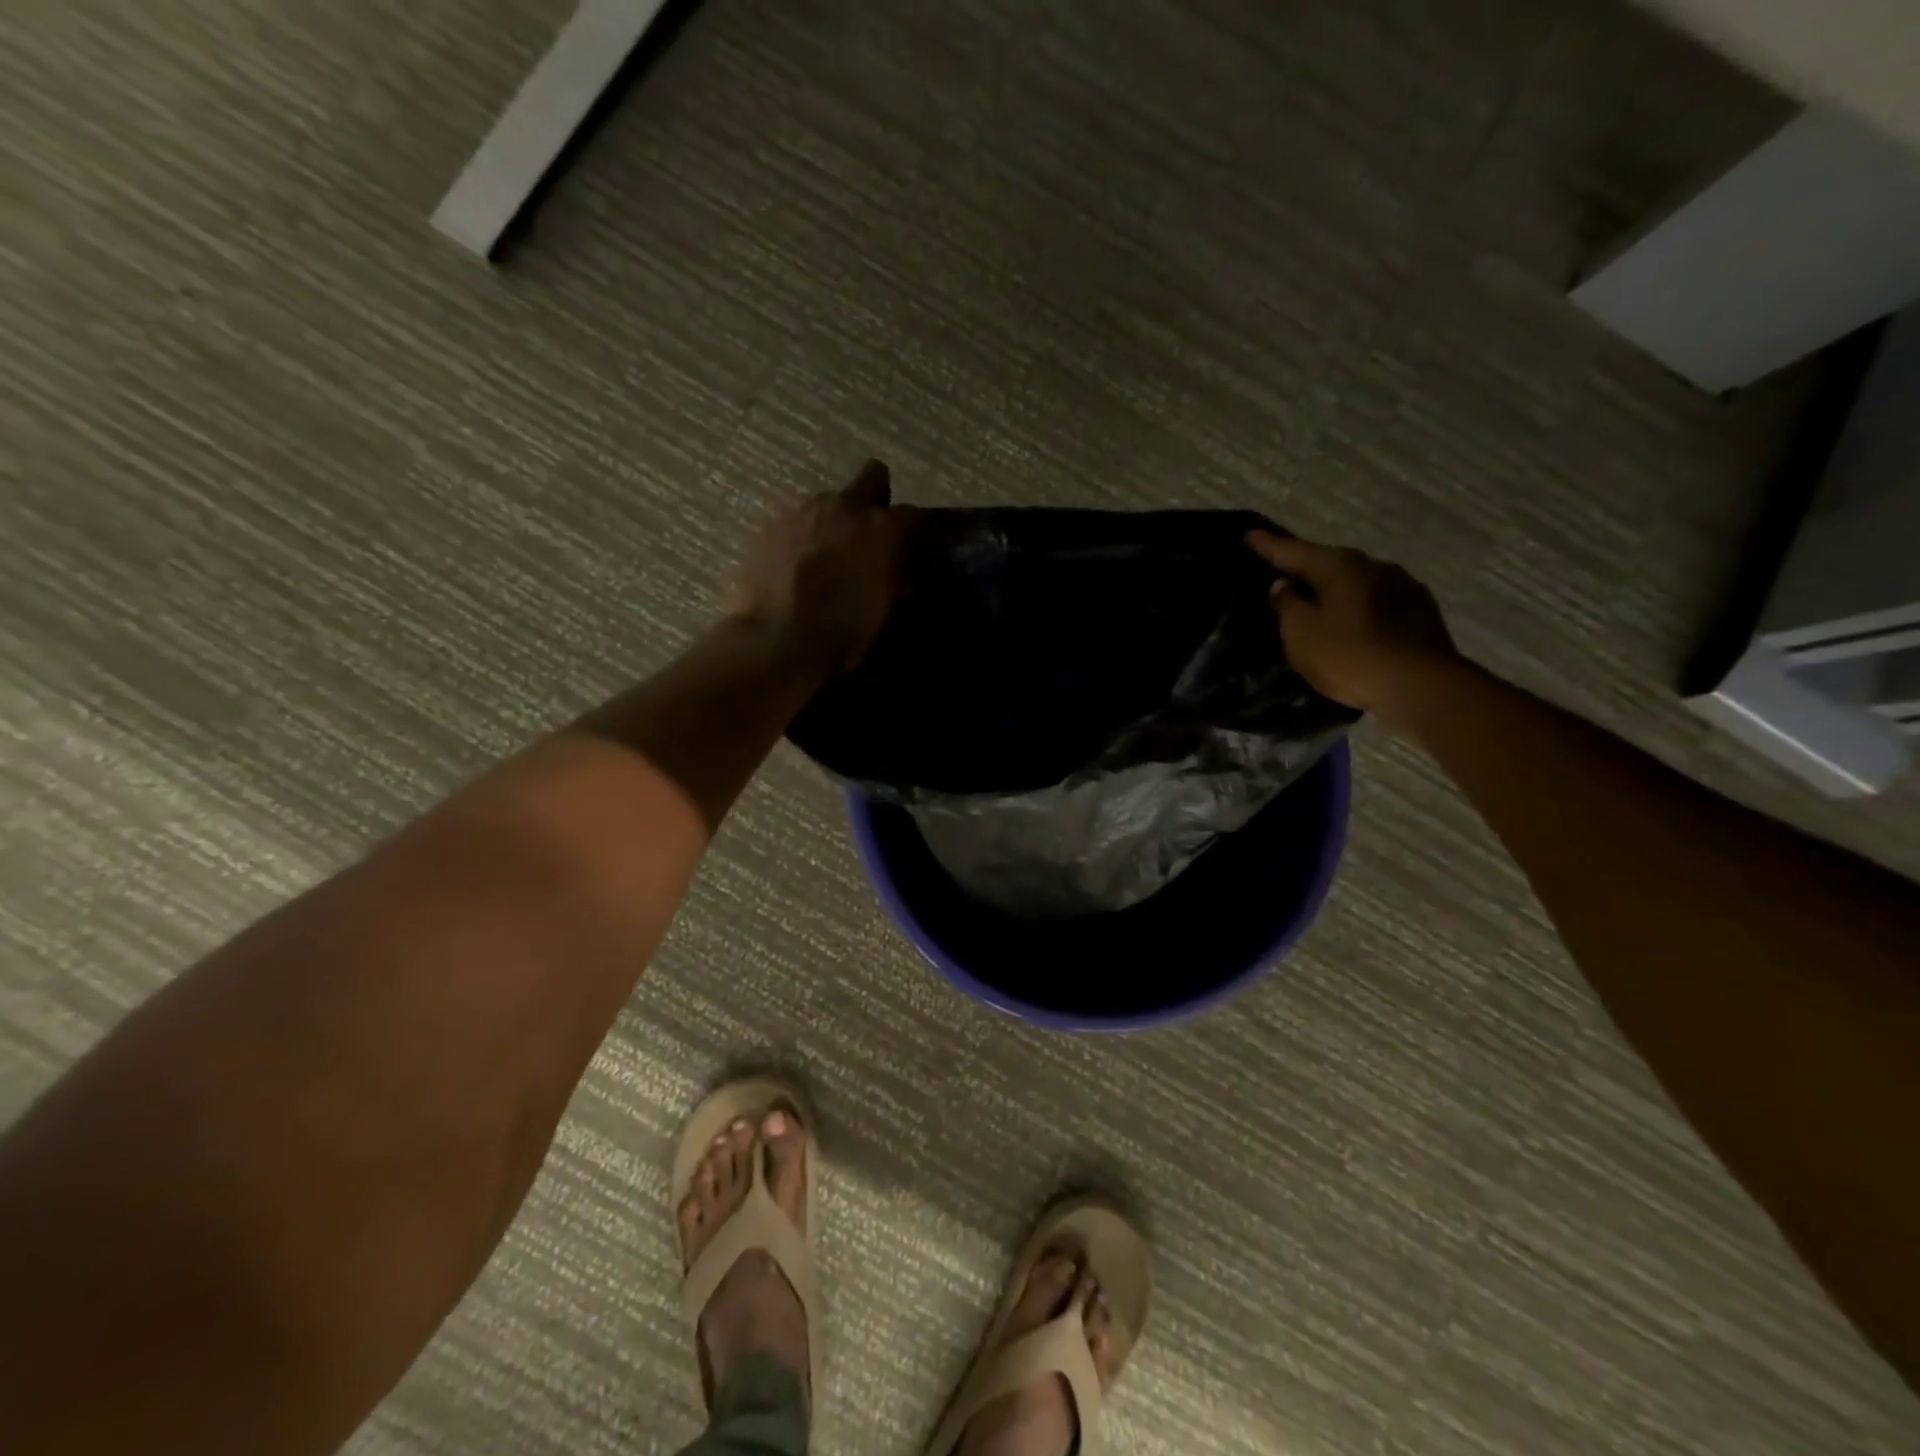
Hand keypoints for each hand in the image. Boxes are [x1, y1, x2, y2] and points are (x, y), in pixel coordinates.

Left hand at [733, 460, 915, 670]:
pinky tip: (795, 569)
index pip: (920, 515)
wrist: (779, 644)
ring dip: (835, 522)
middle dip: (878, 499)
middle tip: (872, 535)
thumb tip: (912, 576)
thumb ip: (906, 583)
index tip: (924, 546)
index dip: (925, 530)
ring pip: (829, 501)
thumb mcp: (892, 614)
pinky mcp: (770, 526)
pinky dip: (802, 539)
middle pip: (872, 476)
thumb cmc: (847, 634)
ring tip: (828, 559)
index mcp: (886, 528)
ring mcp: (803, 511)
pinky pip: (795, 522)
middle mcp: (846, 506)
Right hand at [1246, 531, 1458, 722]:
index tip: (1249, 535)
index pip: (1294, 551)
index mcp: (1341, 566)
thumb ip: (1287, 605)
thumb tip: (1284, 584)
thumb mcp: (1301, 634)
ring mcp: (1403, 587)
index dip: (1269, 545)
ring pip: (1355, 583)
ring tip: (1314, 602)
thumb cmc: (1350, 656)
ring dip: (1333, 589)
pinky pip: (1375, 603)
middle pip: (1329, 563)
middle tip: (1281, 573)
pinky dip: (1355, 608)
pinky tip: (1349, 623)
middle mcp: (1374, 566)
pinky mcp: (1420, 613)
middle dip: (1305, 568)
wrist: (1421, 687)